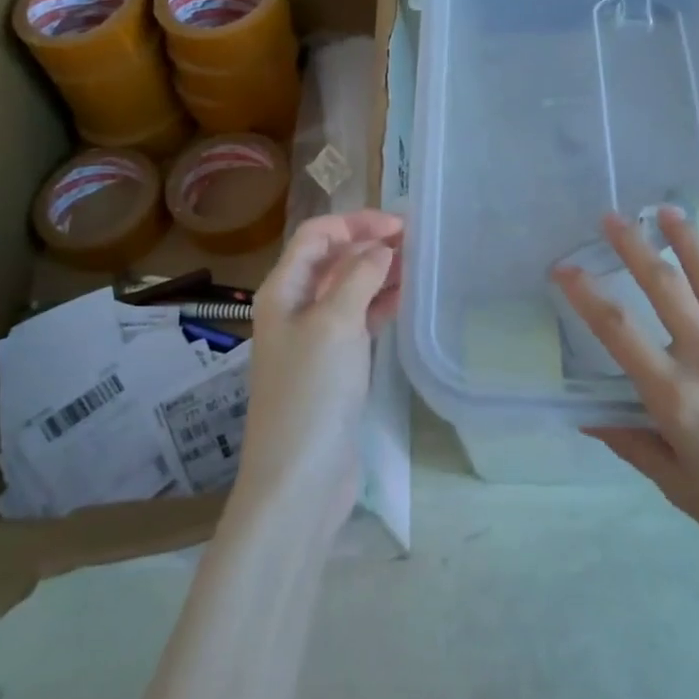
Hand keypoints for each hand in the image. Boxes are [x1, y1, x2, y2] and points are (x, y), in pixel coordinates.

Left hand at [236, 210, 403, 532]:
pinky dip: (378, 306)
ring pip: (347, 290)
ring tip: (415, 267)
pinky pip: (356, 321)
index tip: (399, 227)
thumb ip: (359, 276)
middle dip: (368, 244)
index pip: (316, 236)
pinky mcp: (332, 366)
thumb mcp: (335, 323)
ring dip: (376, 274)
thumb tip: (380, 247)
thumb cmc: (312, 391)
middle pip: (331, 260)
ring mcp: (313, 339)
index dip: (355, 222)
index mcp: (283, 290)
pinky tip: (403, 301)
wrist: (299, 476)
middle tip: (414, 244)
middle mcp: (294, 307)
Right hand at [554, 206, 698, 606]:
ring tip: (667, 211)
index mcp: (677, 399)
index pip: (618, 332)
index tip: (563, 268)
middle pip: (665, 289)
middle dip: (634, 248)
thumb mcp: (681, 489)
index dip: (585, 295)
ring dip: (688, 242)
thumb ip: (634, 443)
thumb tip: (588, 414)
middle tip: (612, 218)